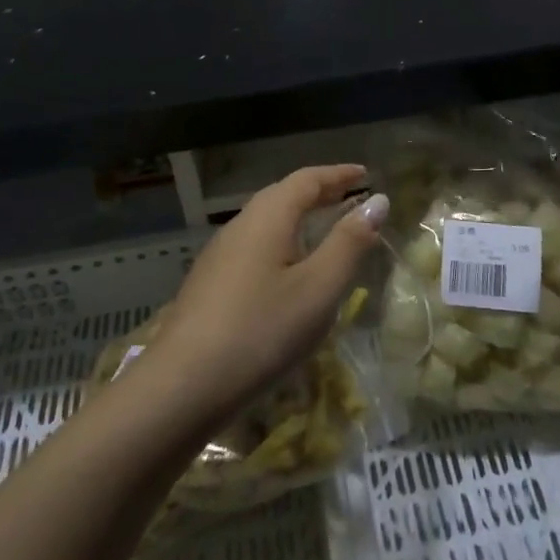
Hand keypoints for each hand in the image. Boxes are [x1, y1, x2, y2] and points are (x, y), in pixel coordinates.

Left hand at [152, 165, 387, 424]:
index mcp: (268, 216)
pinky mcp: (210, 283)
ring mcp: (220, 254)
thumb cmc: (261, 331)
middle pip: (283, 196)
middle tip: (350, 197)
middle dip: (319, 193)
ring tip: (325, 231)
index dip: (338, 174)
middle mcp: (241, 225)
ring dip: (299, 218)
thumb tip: (377, 201)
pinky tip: (289, 271)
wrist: (182, 386)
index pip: (307, 179)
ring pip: (267, 222)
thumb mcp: (318, 289)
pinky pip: (255, 246)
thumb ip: (349, 243)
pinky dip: (282, 242)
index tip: (365, 173)